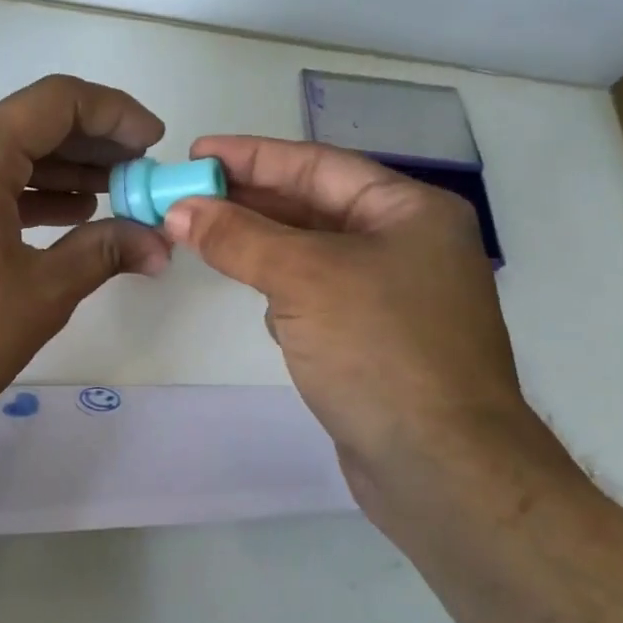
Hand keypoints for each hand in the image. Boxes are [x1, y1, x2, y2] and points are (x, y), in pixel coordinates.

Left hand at [0, 75, 171, 449]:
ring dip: (49, 170)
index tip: (152, 141)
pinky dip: (8, 191)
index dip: (115, 114)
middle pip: (22, 124)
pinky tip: (48, 215)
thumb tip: (156, 243)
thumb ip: (104, 252)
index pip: (56, 102)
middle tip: (133, 174)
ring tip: (101, 196)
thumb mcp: (41, 295)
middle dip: (86, 146)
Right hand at [162, 136, 539, 520]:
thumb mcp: (303, 279)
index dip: (252, 156)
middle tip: (185, 195)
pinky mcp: (374, 340)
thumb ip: (238, 238)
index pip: (317, 165)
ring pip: (311, 254)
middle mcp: (406, 244)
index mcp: (408, 211)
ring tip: (207, 240)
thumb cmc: (380, 350)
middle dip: (248, 202)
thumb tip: (180, 209)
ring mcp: (393, 295)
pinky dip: (284, 294)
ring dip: (262, 248)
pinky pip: (316, 297)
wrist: (441, 468)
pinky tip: (262, 306)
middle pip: (313, 207)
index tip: (196, 154)